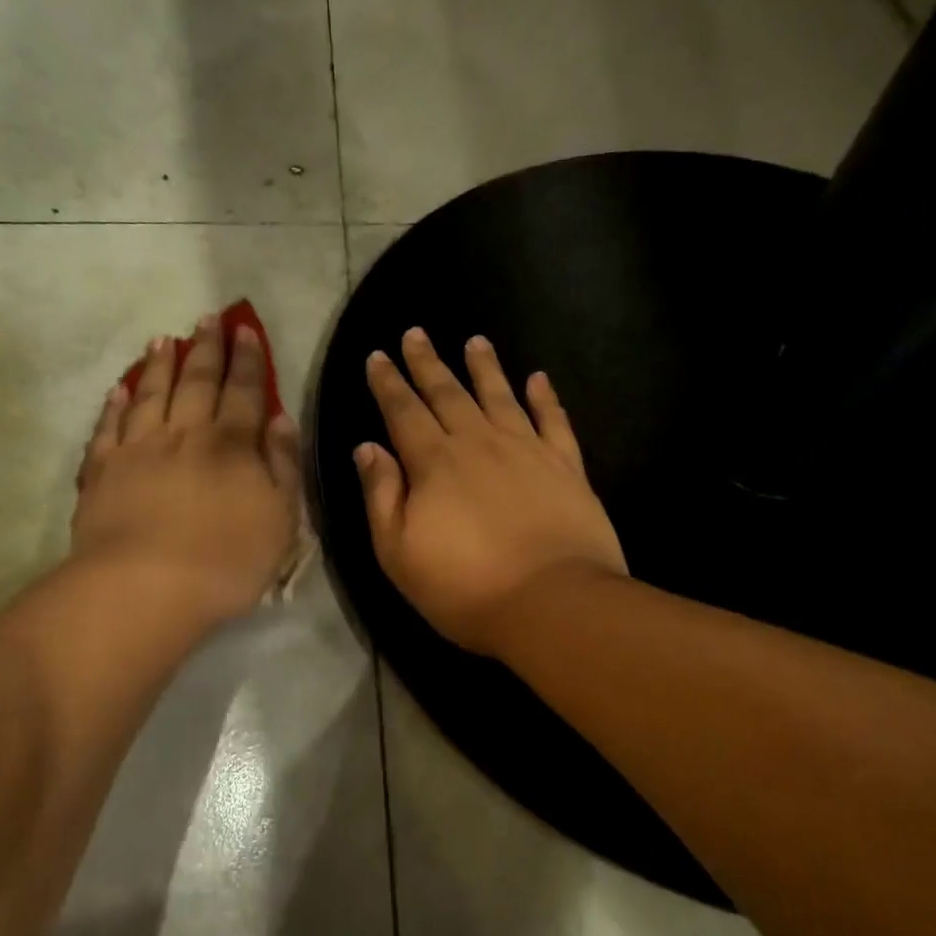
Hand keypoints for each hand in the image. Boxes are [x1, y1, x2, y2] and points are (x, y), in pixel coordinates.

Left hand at [70, 314, 301, 629]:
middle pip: (197, 382)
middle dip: (206, 349)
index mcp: (231, 445)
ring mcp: (138, 449)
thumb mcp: (280, 518)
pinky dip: (115, 404)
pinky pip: (109, 427)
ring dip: (159, 365)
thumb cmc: (227, 560)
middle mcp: (184, 434)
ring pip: (151, 394)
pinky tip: (120, 389)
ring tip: (164, 339)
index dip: (248, 360)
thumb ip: (283, 465)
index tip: (246, 330)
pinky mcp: (102, 471)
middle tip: (209, 318)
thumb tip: (281, 419)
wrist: (147, 587)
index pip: (244, 392)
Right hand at [356, 327, 625, 657]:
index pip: (404, 412)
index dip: (388, 384)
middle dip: (428, 363)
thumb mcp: (399, 553)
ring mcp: (527, 450)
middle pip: (448, 394)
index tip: (378, 356)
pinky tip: (538, 379)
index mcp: (434, 464)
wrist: (551, 602)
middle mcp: (479, 443)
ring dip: (485, 367)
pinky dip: (545, 397)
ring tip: (476, 340)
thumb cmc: (465, 587)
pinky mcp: (566, 466)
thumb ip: (382, 496)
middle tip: (416, 333)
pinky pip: (554, 420)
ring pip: (500, 396)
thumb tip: (368, 448)